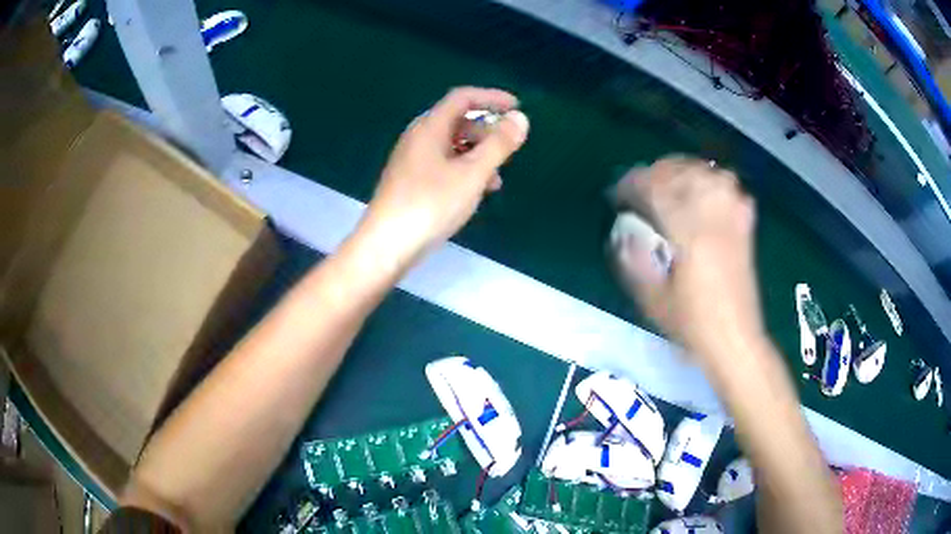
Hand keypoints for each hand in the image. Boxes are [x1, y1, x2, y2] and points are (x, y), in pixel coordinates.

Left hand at [358, 87, 529, 265]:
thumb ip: (499, 144)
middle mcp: (418, 138)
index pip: (462, 98)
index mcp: (429, 128)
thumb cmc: (430, 205)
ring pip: (451, 146)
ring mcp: (411, 161)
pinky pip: (443, 165)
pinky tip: (474, 193)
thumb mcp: (472, 173)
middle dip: (487, 131)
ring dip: (477, 155)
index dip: (491, 97)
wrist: (386, 245)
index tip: (517, 107)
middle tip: (508, 150)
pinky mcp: (410, 182)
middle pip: (457, 121)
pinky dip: (463, 171)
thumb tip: (520, 118)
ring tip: (496, 180)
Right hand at [612, 157, 761, 358]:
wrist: (736, 340)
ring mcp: (733, 217)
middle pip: (682, 173)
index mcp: (690, 234)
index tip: (618, 196)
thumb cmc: (694, 325)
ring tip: (667, 181)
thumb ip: (633, 262)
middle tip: (638, 186)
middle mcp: (714, 217)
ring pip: (707, 172)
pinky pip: (729, 185)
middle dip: (655, 173)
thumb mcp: (653, 300)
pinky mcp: (745, 224)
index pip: (656, 190)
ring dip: (682, 170)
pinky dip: (711, 179)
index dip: (632, 185)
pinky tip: (702, 188)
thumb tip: (620, 234)